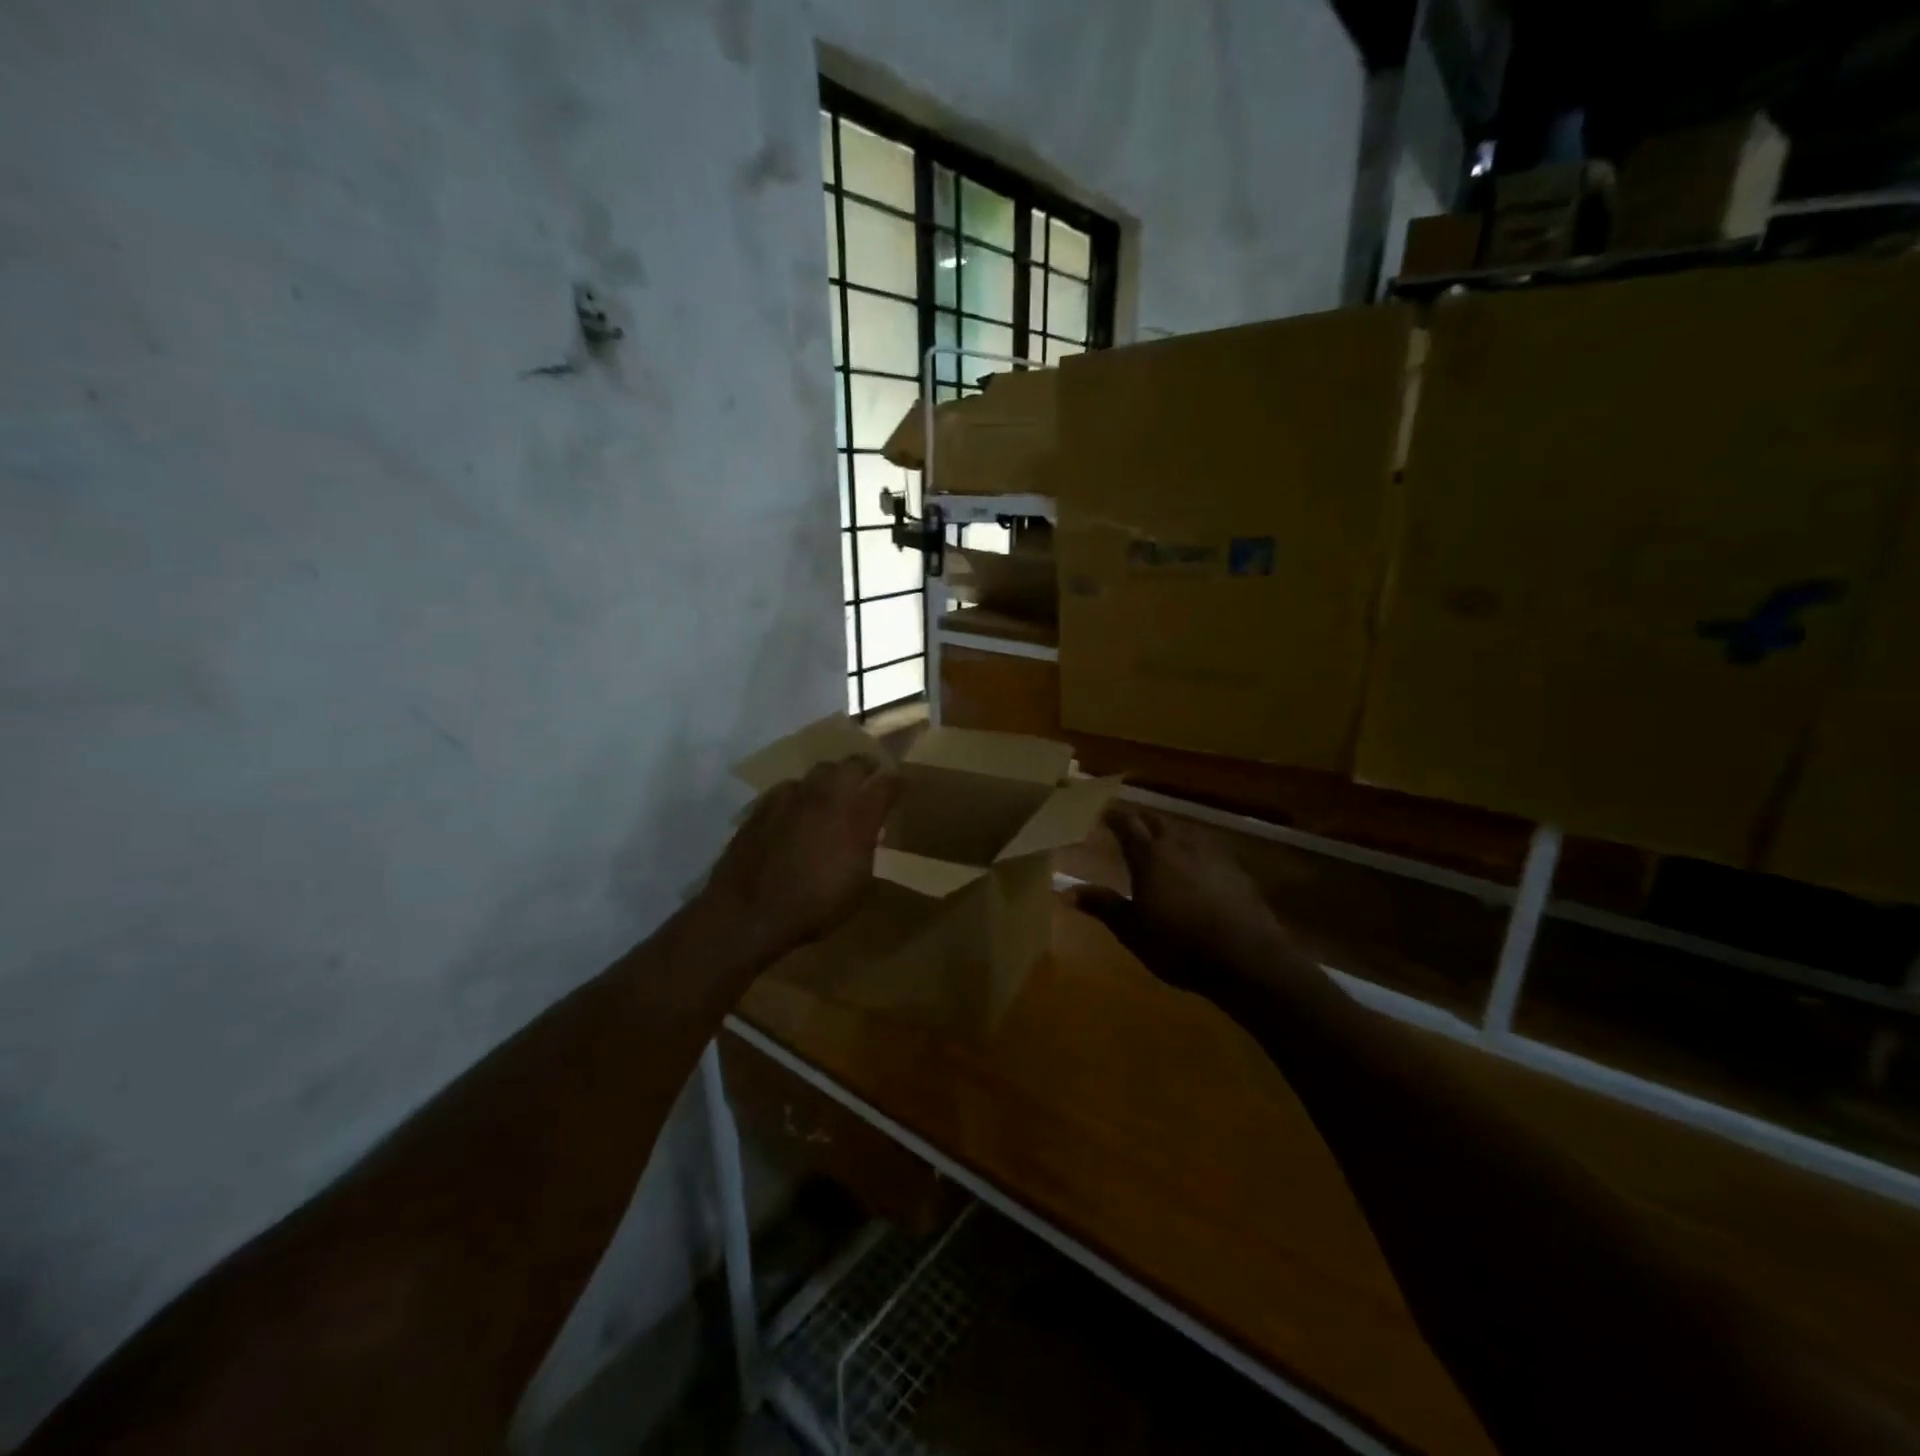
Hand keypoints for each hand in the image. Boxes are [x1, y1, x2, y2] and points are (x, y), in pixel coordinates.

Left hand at [704, 756, 901, 960]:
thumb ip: (866, 851)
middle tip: (871, 771)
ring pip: (819, 771)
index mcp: (857, 817)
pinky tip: (797, 806)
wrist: (748, 912)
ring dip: (832, 776)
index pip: (886, 786)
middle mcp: (827, 797)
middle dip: (866, 766)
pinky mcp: (764, 805)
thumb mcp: (858, 887)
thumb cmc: (814, 907)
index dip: (897, 782)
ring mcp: (792, 797)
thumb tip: (868, 834)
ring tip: (834, 787)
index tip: (902, 782)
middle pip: (852, 765)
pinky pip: (789, 788)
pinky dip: (801, 793)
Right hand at [1074, 808, 1295, 1001]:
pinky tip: (1196, 866)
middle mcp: (1179, 844)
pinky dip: (1194, 851)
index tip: (1101, 813)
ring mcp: (1211, 854)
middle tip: (1128, 825)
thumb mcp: (1132, 929)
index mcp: (1149, 855)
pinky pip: (1207, 849)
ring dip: (1168, 833)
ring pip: (1184, 832)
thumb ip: (1102, 905)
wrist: (1246, 955)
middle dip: (1141, 820)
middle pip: (1156, 821)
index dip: (1113, 816)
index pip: (1126, 824)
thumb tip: (1065, 890)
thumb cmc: (1178, 943)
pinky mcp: (1235, 869)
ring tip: (1161, 842)